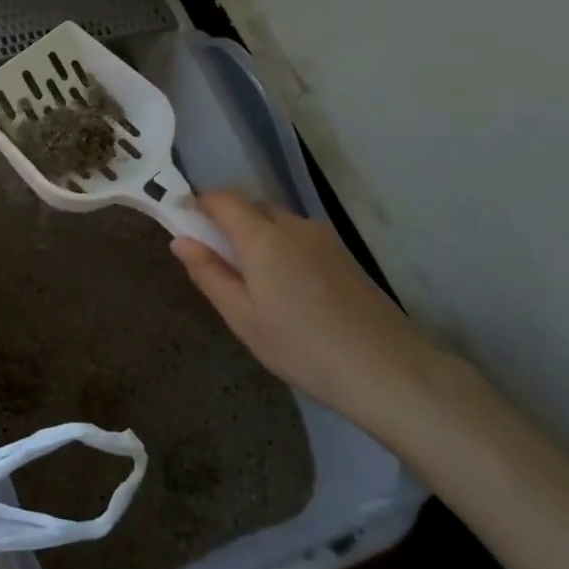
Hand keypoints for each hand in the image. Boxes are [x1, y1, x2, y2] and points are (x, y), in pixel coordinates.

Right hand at [171, 192, 447, 436]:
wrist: (388, 370)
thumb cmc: (302, 347)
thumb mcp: (242, 318)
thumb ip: (208, 274)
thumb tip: (180, 240)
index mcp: (262, 236)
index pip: (222, 198)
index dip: (198, 205)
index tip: (184, 228)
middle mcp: (292, 225)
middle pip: (249, 206)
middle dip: (225, 222)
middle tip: (215, 263)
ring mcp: (322, 238)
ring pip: (275, 221)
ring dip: (254, 236)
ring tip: (251, 283)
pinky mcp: (342, 254)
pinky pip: (297, 237)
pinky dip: (279, 248)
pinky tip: (286, 290)